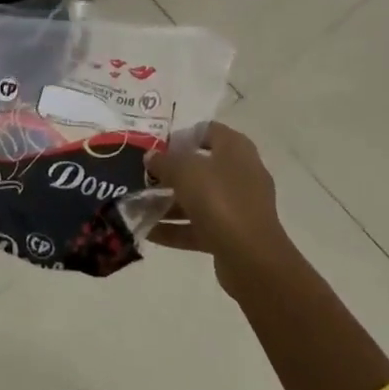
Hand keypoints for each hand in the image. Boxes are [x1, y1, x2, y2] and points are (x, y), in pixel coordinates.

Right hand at [145, 123, 287, 296]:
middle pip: (200, 167)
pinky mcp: (231, 235)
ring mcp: (237, 206)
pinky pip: (198, 226)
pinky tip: (147, 231)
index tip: (157, 146)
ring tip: (137, 205)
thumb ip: (164, 162)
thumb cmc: (220, 200)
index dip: (183, 135)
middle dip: (170, 172)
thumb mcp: (185, 172)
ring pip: (198, 199)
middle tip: (143, 175)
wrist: (251, 259)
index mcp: (235, 149)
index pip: (208, 130)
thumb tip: (151, 156)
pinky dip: (175, 228)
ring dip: (168, 202)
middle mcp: (240, 174)